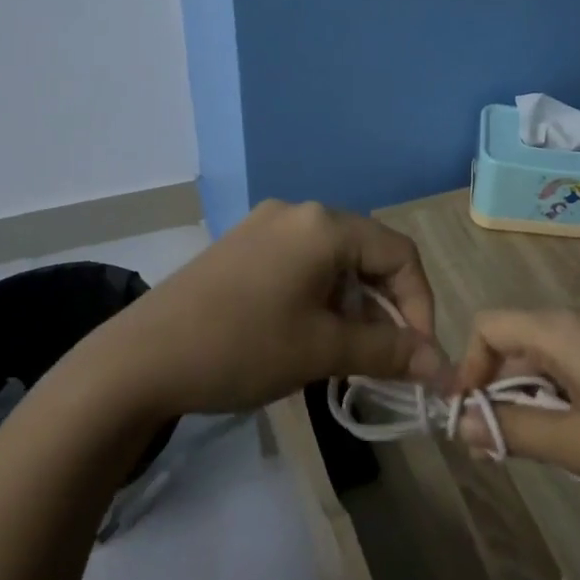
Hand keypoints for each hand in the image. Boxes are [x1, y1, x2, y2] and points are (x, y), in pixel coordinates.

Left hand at [89, 200, 443, 419]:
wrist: (137, 361)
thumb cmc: (241, 347)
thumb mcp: (322, 350)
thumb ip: (389, 352)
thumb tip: (442, 367)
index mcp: (324, 225)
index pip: (400, 254)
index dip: (420, 305)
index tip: (418, 355)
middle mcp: (299, 212)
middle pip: (367, 254)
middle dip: (384, 308)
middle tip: (383, 358)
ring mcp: (265, 226)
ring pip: (334, 261)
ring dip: (351, 305)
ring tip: (343, 354)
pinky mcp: (242, 246)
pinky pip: (301, 264)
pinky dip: (319, 297)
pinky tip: (306, 334)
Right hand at [453, 307, 579, 505]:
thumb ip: (514, 431)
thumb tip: (462, 425)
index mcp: (563, 328)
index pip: (489, 325)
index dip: (468, 368)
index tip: (469, 420)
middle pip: (518, 340)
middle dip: (500, 389)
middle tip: (503, 447)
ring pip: (549, 354)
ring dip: (533, 396)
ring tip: (550, 447)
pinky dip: (565, 392)